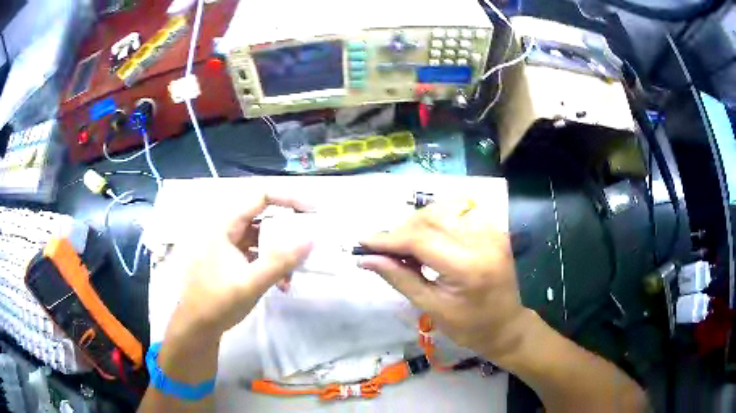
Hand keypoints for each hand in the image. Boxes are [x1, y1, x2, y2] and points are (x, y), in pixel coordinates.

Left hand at [166, 194, 313, 340]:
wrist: (196, 328)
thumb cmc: (217, 302)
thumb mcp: (251, 283)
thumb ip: (281, 261)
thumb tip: (310, 239)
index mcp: (223, 225)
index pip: (260, 197)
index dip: (288, 200)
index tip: (312, 212)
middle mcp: (224, 229)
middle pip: (262, 218)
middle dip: (286, 234)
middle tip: (307, 245)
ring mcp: (225, 246)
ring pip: (259, 238)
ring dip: (278, 254)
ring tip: (291, 276)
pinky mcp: (228, 261)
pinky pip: (253, 253)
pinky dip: (268, 264)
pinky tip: (279, 284)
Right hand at [358, 201, 530, 359]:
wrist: (506, 325)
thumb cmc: (468, 326)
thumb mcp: (430, 307)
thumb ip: (399, 278)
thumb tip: (366, 259)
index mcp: (467, 266)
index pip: (420, 239)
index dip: (388, 239)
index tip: (363, 242)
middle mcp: (482, 240)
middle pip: (431, 219)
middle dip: (402, 231)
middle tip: (385, 249)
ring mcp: (492, 231)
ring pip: (444, 211)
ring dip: (419, 224)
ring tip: (407, 246)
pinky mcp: (495, 230)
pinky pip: (459, 214)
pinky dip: (438, 222)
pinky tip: (430, 239)